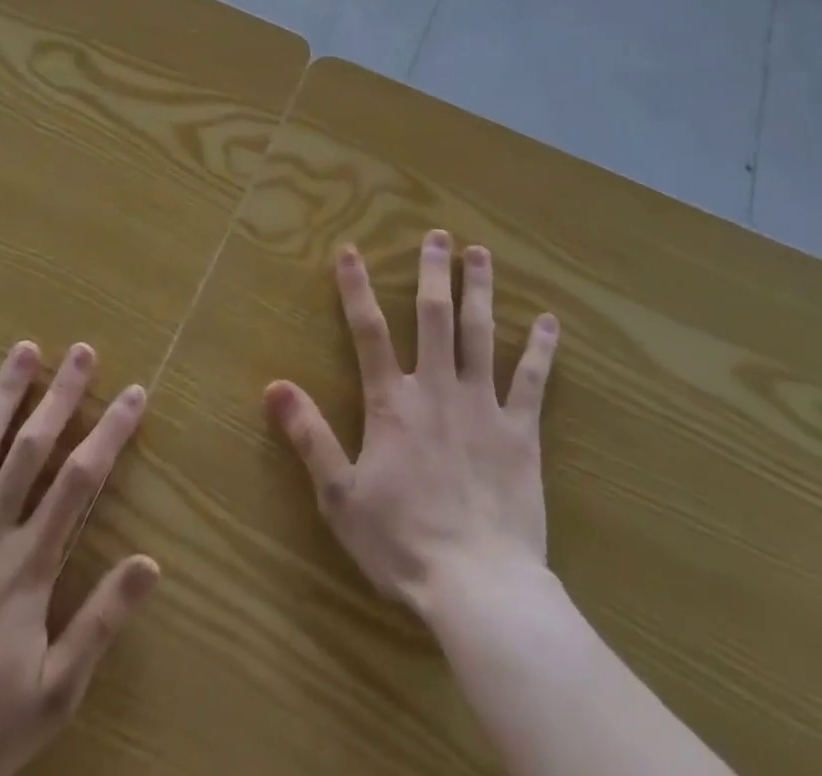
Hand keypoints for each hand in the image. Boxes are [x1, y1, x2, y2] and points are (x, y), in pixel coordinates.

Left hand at [0, 342, 158, 775]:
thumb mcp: (53, 693)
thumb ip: (101, 622)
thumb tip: (151, 562)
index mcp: (28, 566)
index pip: (79, 481)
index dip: (109, 432)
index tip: (133, 393)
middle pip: (31, 449)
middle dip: (60, 395)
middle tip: (82, 350)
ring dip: (5, 396)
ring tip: (25, 351)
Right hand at [265, 231, 559, 616]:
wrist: (479, 586)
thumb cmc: (402, 543)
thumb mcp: (339, 496)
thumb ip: (309, 436)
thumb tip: (274, 386)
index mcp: (393, 402)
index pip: (368, 331)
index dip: (356, 288)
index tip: (350, 250)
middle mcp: (437, 389)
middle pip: (433, 317)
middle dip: (433, 272)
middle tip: (438, 235)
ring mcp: (483, 406)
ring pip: (481, 334)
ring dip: (479, 290)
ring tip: (481, 253)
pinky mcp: (521, 431)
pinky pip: (532, 381)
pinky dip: (540, 349)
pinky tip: (548, 320)